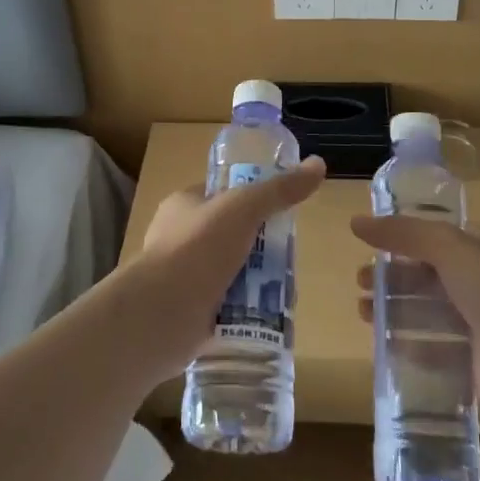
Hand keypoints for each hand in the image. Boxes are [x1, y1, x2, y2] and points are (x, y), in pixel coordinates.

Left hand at [118, 157, 326, 381]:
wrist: (161, 314)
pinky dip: (248, 312)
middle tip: (290, 258)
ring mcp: (184, 278)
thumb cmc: (198, 248)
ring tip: (287, 291)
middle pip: (233, 237)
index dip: (253, 200)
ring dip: (258, 282)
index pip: (223, 195)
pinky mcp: (191, 313)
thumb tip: (318, 164)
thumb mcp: (244, 208)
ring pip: (233, 274)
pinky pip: (228, 308)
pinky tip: (270, 316)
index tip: (283, 214)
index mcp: (184, 206)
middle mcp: (180, 239)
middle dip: (263, 249)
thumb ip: (280, 189)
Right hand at [350, 215, 479, 425]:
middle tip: (359, 282)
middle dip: (391, 277)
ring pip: (425, 312)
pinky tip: (382, 344)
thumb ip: (403, 233)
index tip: (368, 245)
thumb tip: (355, 222)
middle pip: (425, 276)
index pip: (435, 238)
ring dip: (393, 310)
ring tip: (362, 312)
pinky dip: (407, 346)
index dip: (401, 240)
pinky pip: (432, 350)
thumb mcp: (447, 247)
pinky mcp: (472, 363)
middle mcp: (479, 283)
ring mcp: (477, 325)